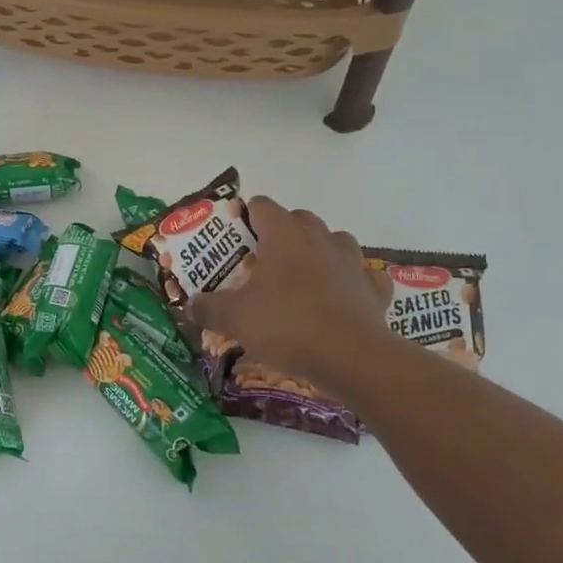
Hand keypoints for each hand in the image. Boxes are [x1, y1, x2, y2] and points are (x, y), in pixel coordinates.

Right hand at [191, 197, 392, 397]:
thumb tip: (189, 306)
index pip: (261, 205)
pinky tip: (340, 298)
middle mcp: (319, 238)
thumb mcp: (234, 318)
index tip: (234, 239)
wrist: (351, 357)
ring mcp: (351, 261)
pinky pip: (362, 275)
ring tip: (301, 277)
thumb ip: (208, 308)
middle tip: (262, 262)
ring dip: (319, 252)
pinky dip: (351, 282)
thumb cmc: (286, 324)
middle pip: (299, 219)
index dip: (245, 217)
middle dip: (281, 233)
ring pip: (334, 242)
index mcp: (284, 234)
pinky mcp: (374, 289)